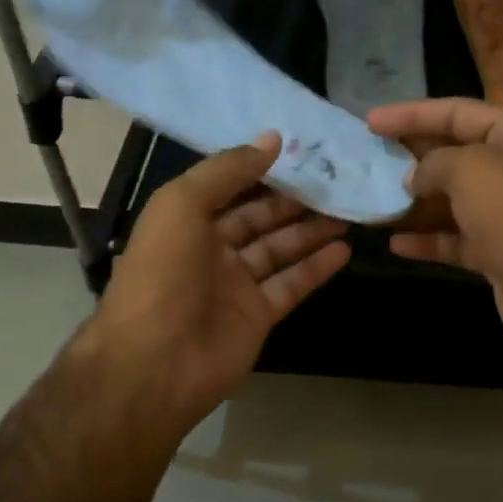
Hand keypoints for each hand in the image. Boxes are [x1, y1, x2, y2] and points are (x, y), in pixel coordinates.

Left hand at [81, 133, 349, 429]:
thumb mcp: (182, 204)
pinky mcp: (258, 315)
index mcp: (187, 220)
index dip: (263, 169)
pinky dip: (317, 267)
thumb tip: (272, 139)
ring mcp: (236, 284)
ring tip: (347, 209)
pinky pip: (292, 284)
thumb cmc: (163, 273)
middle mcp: (211, 249)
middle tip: (335, 179)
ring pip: (280, 248)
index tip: (301, 150)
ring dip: (311, 229)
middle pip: (259, 217)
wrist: (155, 362)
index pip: (230, 186)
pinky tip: (344, 248)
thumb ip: (227, 170)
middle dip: (293, 199)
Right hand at [367, 98, 502, 363]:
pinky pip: (457, 238)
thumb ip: (433, 163)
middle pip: (457, 153)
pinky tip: (395, 243)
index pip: (459, 112)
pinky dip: (428, 239)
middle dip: (414, 155)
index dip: (412, 114)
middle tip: (370, 156)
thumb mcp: (468, 169)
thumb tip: (415, 179)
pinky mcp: (502, 253)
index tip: (370, 121)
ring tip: (375, 197)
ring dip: (417, 201)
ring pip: (455, 199)